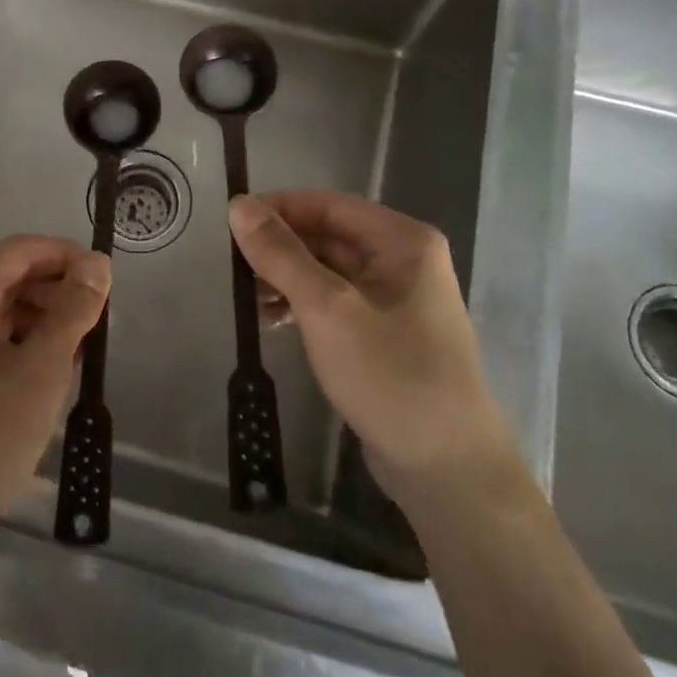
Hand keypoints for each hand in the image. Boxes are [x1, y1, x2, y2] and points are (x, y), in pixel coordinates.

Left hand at [0, 236, 109, 560]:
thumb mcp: (42, 369)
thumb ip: (73, 310)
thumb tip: (97, 264)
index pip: (21, 249)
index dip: (67, 256)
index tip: (105, 283)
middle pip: (6, 277)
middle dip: (55, 292)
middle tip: (96, 325)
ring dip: (39, 321)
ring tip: (75, 354)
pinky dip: (15, 345)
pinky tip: (41, 377)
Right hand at [229, 191, 508, 499]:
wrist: (447, 471)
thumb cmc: (391, 376)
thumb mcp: (327, 309)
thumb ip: (281, 254)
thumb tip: (238, 205)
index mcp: (402, 241)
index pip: (328, 205)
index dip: (278, 208)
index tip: (229, 222)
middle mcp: (403, 261)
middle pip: (328, 236)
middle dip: (279, 248)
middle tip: (230, 264)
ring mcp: (396, 300)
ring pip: (328, 271)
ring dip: (286, 278)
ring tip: (245, 298)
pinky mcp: (385, 334)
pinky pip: (335, 302)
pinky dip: (302, 306)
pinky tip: (270, 321)